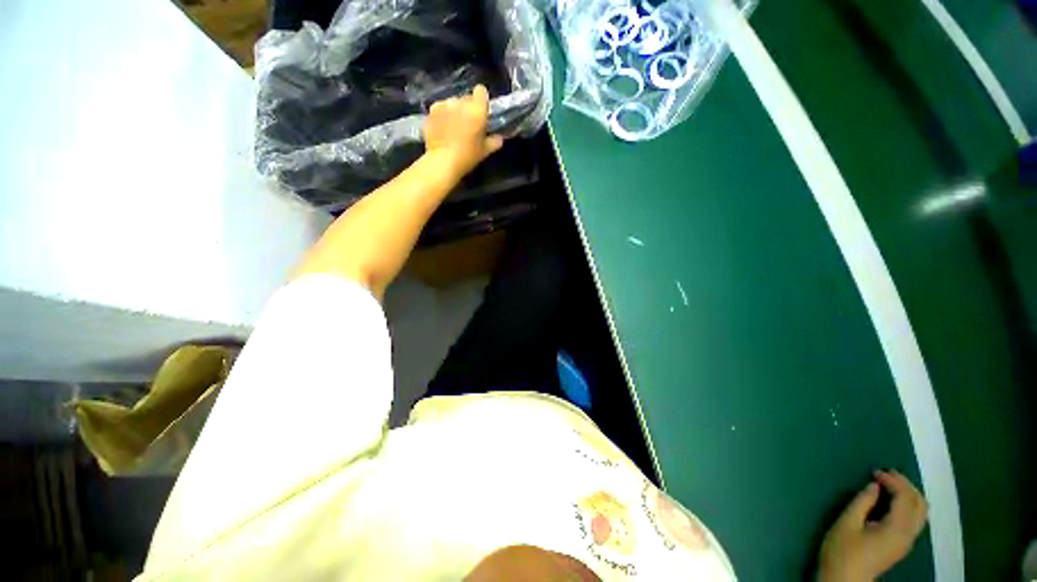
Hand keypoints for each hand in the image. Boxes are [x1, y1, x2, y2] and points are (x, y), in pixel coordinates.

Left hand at [423, 84, 504, 179]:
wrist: (442, 161)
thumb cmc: (467, 156)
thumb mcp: (484, 152)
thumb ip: (494, 142)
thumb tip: (499, 138)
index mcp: (477, 109)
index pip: (481, 91)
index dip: (481, 100)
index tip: (481, 112)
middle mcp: (461, 102)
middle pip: (467, 98)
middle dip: (468, 108)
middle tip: (468, 124)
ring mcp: (444, 104)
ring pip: (453, 103)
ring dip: (455, 111)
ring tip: (453, 127)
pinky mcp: (431, 110)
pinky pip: (441, 108)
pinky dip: (443, 115)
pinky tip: (442, 128)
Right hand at [818, 470, 927, 581]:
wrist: (845, 580)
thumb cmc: (842, 551)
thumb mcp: (846, 523)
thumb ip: (862, 502)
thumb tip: (874, 486)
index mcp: (896, 529)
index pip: (905, 497)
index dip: (893, 481)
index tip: (874, 472)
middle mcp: (908, 534)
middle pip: (919, 504)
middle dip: (906, 485)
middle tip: (886, 474)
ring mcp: (907, 541)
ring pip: (920, 512)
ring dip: (909, 494)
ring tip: (889, 484)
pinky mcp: (901, 545)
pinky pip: (914, 519)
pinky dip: (907, 504)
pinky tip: (891, 501)